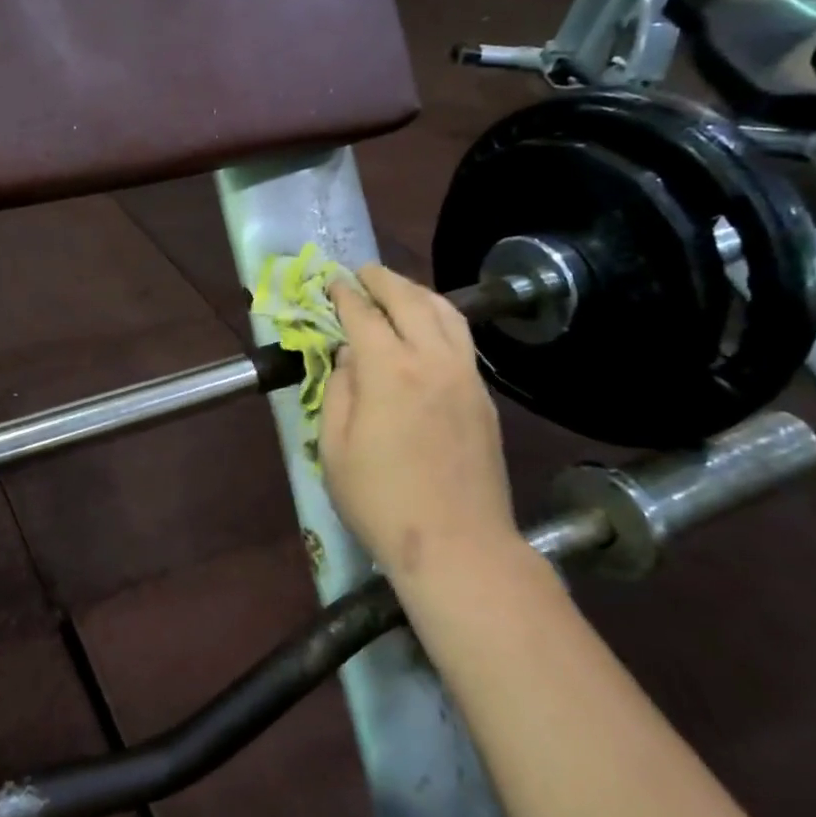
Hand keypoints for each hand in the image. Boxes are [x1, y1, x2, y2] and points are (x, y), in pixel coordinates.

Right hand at [320, 265, 517, 584]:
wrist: (457, 545)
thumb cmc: (380, 500)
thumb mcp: (334, 448)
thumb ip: (339, 391)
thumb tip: (349, 356)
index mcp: (389, 371)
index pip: (364, 315)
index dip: (345, 294)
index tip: (332, 281)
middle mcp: (432, 360)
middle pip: (409, 301)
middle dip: (383, 280)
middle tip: (363, 272)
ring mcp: (465, 377)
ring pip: (446, 314)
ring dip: (417, 292)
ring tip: (397, 288)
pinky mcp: (483, 397)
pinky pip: (462, 339)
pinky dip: (440, 318)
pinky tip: (428, 327)